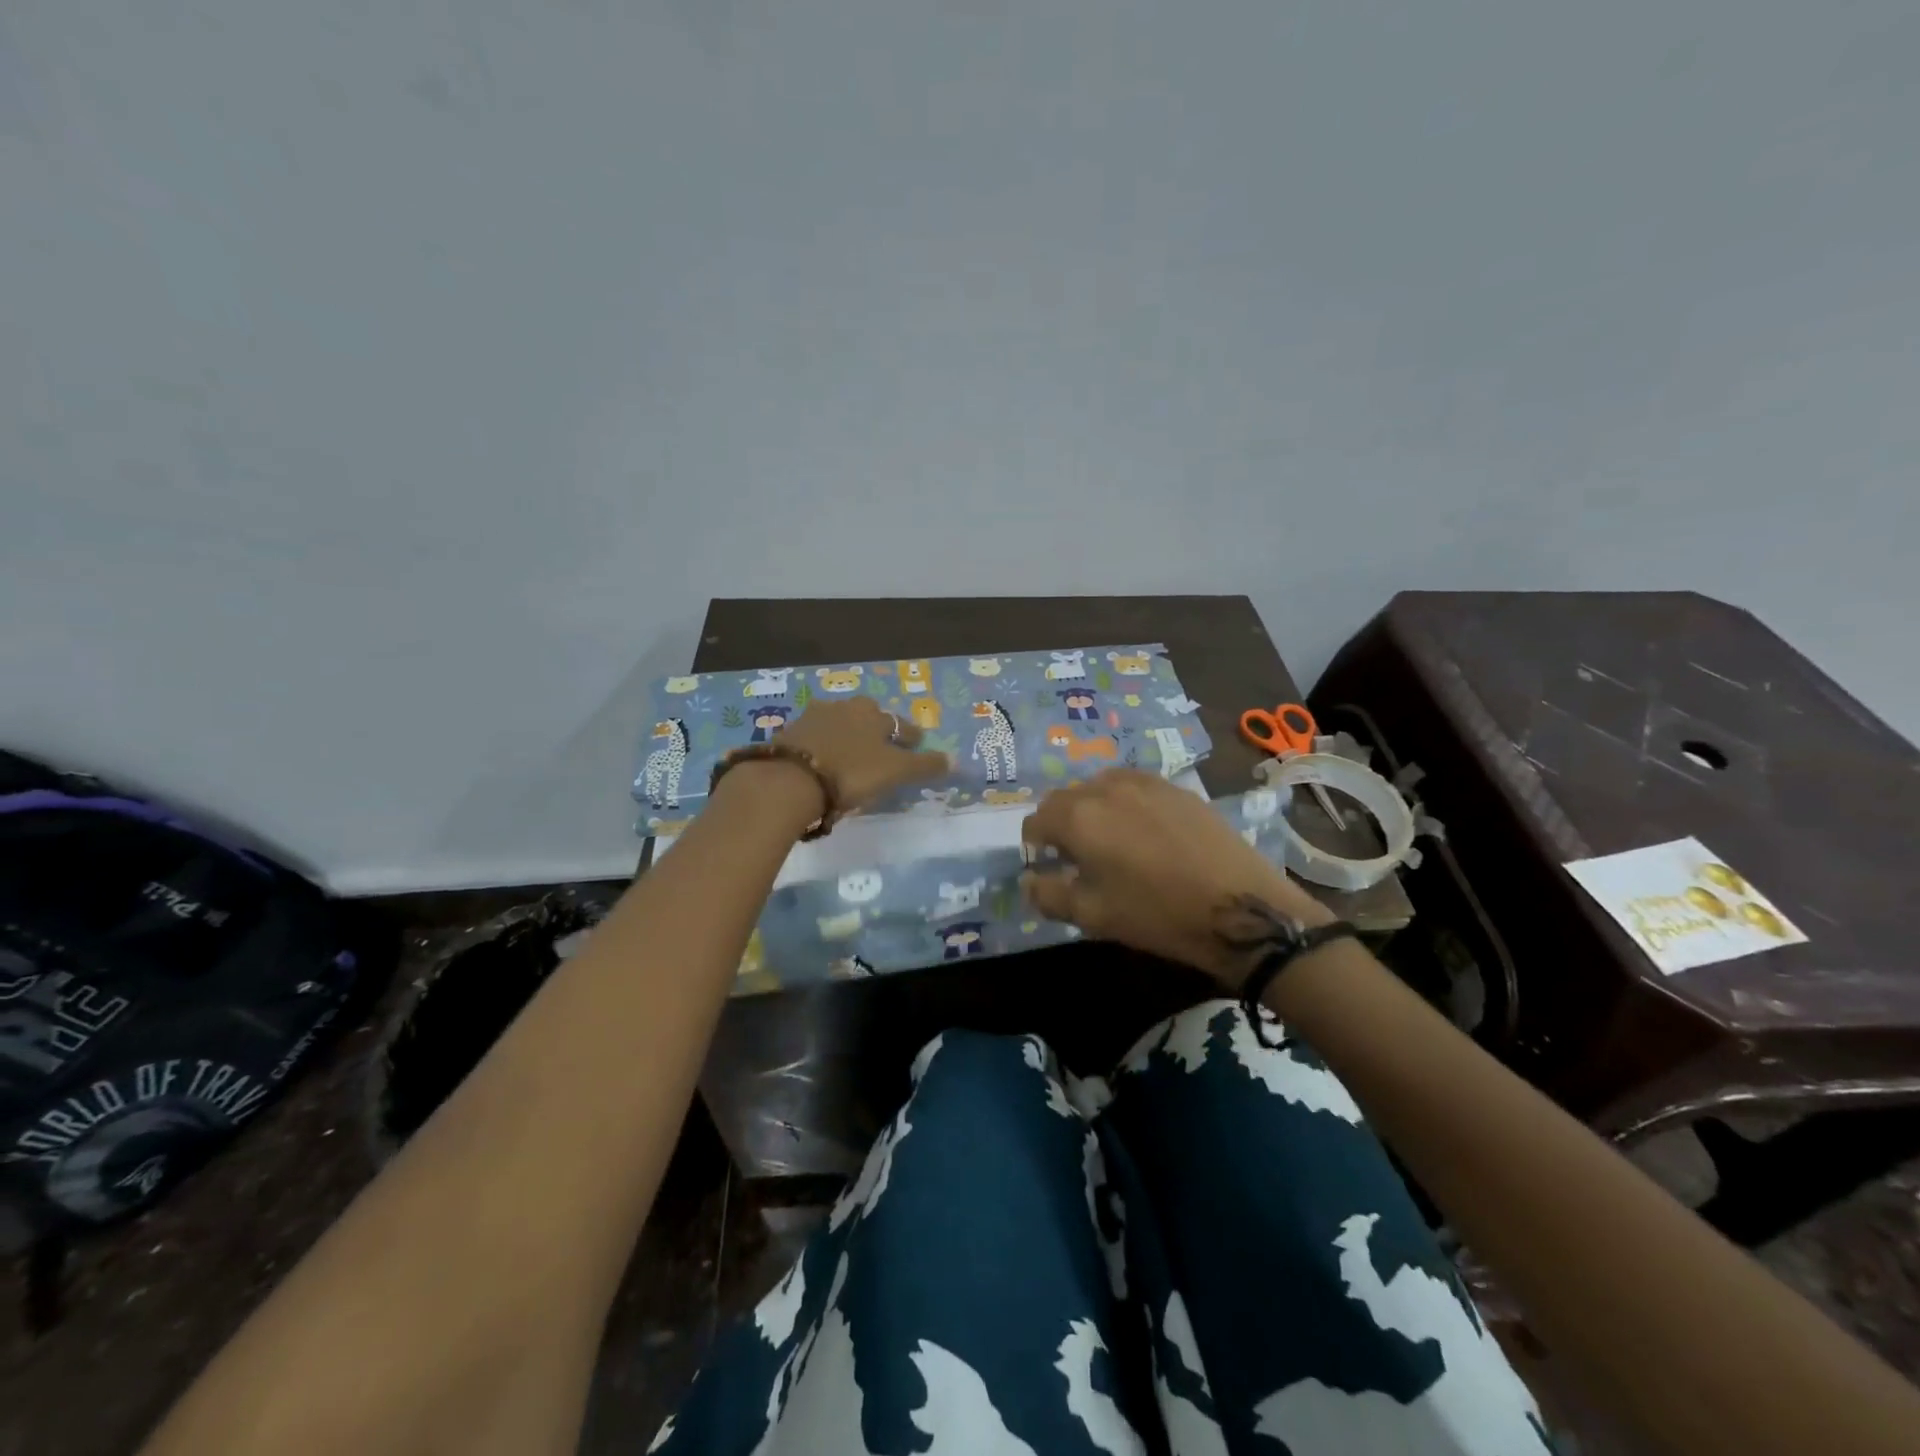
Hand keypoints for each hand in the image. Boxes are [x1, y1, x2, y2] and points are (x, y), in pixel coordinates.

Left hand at [773, 697, 949, 813]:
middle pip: (869, 718)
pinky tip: (824, 762)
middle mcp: (846, 707)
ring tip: (853, 756)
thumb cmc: (851, 773)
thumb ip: (925, 766)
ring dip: (849, 736)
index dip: (911, 738)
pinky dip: (824, 747)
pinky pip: (816, 738)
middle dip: (878, 731)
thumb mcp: (895, 771)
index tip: (916, 747)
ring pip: (841, 725)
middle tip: (883, 750)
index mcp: (874, 714)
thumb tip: (956, 761)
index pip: (902, 725)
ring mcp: (814, 718)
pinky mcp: (790, 733)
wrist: (791, 780)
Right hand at [1020, 768, 1334, 986]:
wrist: (1239, 908)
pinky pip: (1134, 786)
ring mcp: (1145, 783)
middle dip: (1061, 824)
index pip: (1036, 820)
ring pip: (1099, 786)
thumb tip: (1030, 880)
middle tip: (1077, 858)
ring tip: (1111, 841)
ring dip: (1092, 809)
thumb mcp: (1093, 916)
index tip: (1048, 869)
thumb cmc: (1157, 915)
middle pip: (1065, 798)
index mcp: (1078, 817)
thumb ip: (1049, 895)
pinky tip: (1145, 833)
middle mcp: (1106, 788)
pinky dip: (1125, 803)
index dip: (1035, 846)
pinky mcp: (1177, 788)